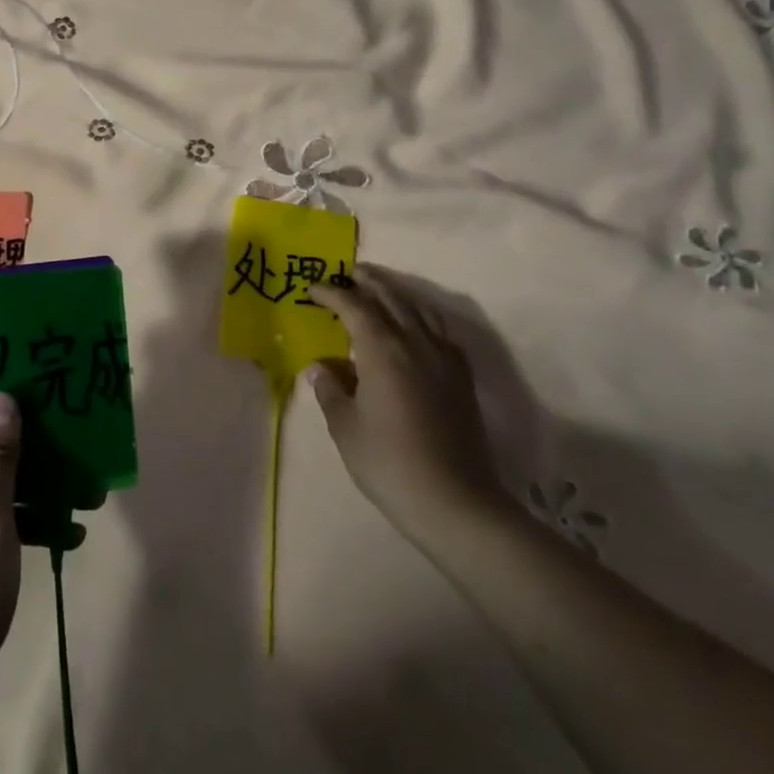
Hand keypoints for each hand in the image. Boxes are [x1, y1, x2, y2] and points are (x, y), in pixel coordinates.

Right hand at [307, 266, 504, 546]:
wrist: (455, 500)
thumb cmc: (389, 462)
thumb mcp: (346, 427)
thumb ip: (331, 390)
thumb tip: (319, 368)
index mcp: (382, 349)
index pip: (353, 307)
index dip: (331, 294)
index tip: (312, 289)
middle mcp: (415, 342)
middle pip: (390, 298)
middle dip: (367, 282)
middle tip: (349, 273)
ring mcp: (443, 357)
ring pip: (418, 309)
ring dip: (396, 293)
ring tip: (379, 289)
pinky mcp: (461, 376)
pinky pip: (439, 330)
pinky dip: (421, 316)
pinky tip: (415, 326)